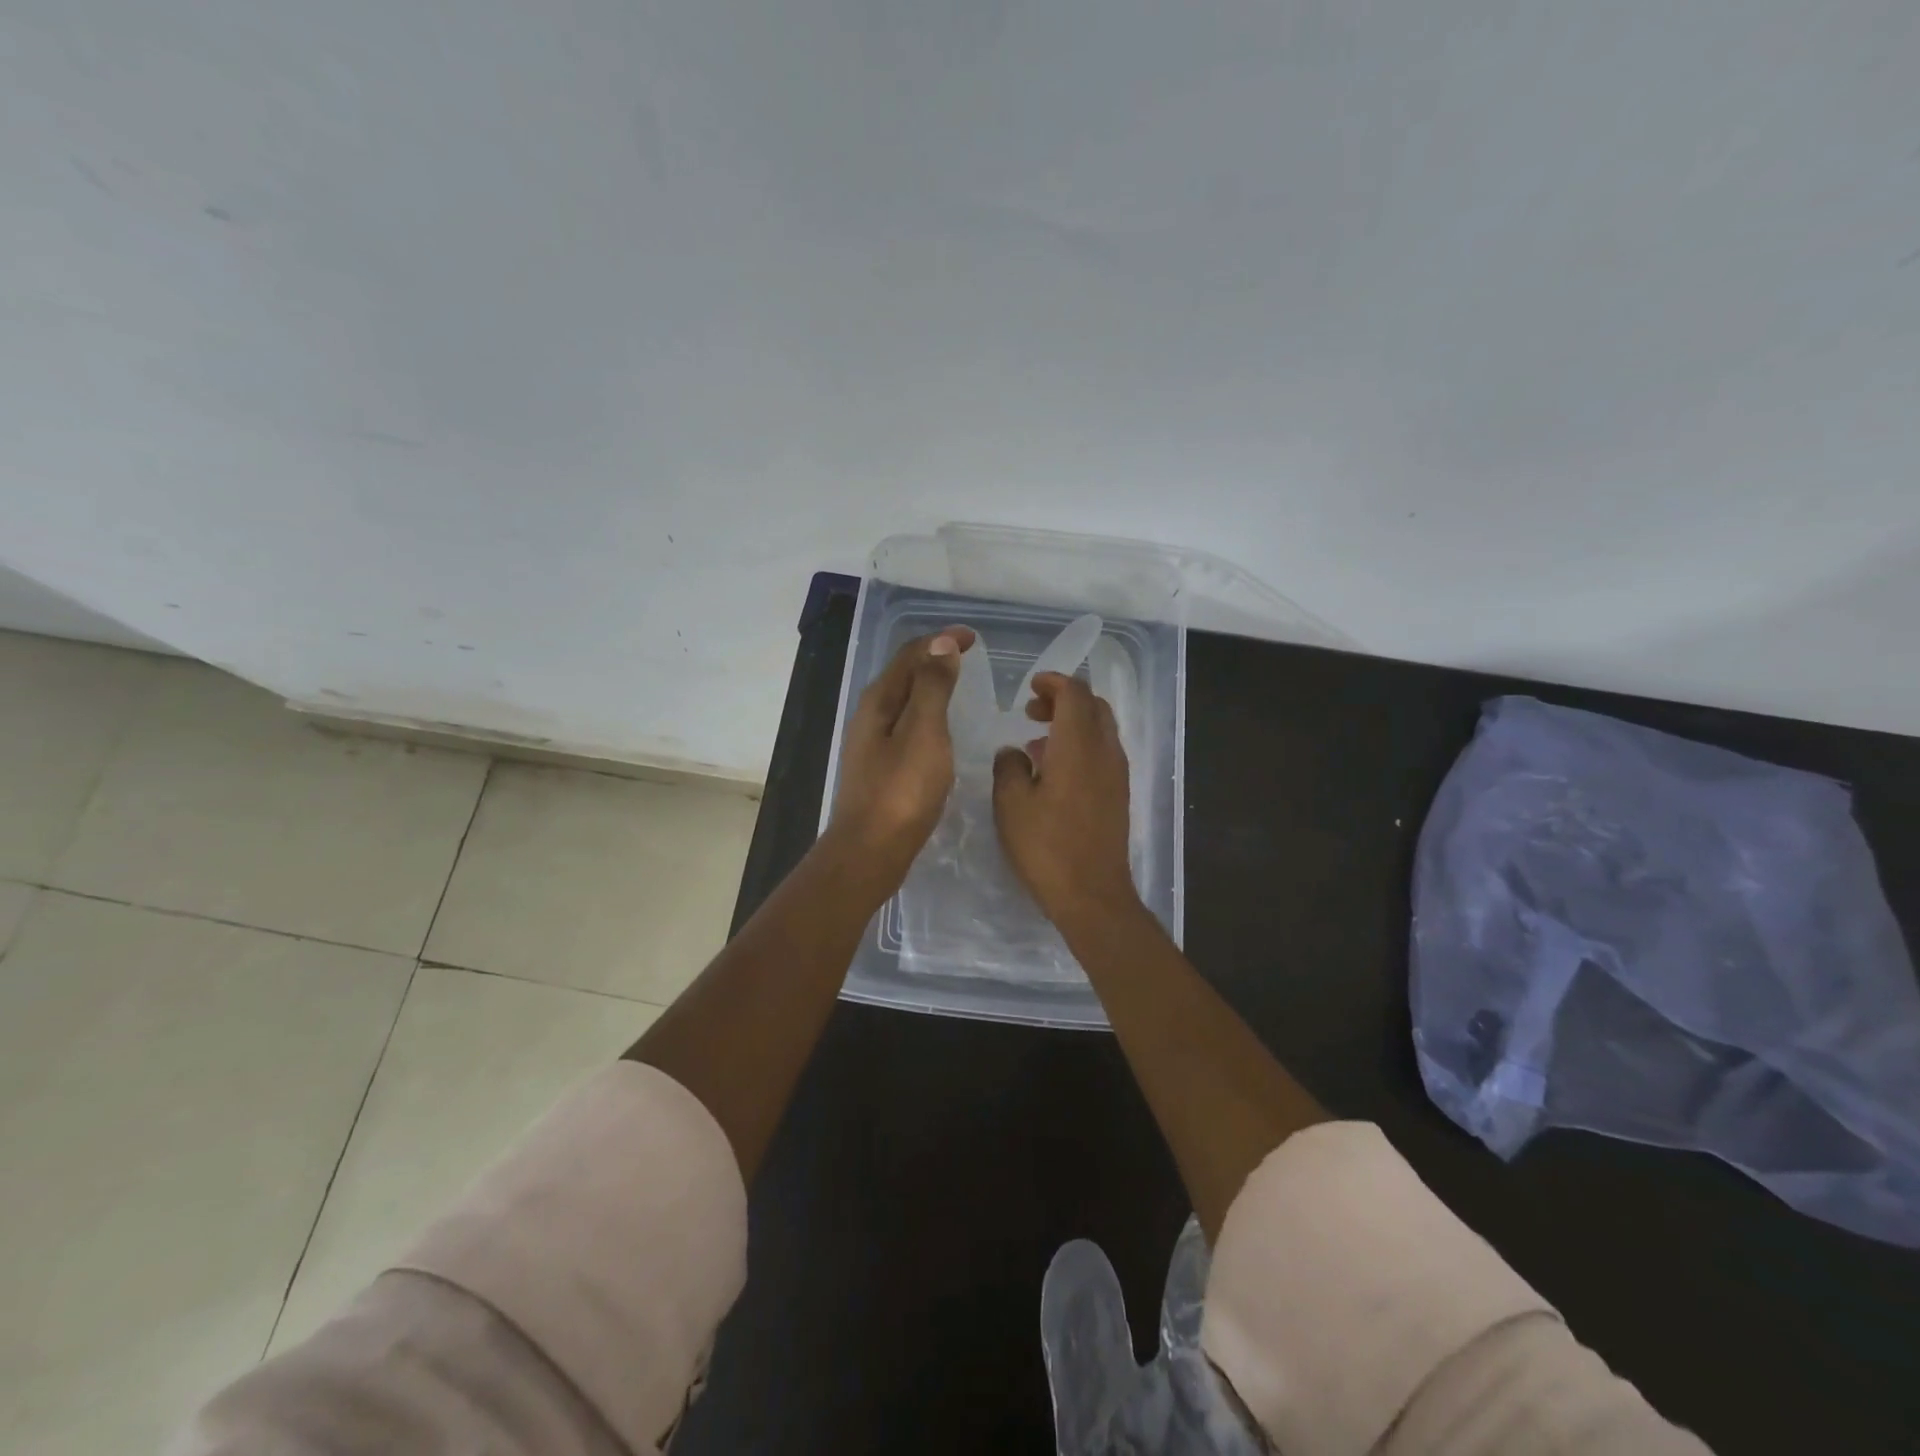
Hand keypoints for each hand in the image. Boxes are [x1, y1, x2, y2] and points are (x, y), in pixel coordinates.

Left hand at [826, 627, 975, 895]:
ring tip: (959, 686)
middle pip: (903, 674)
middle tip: (968, 657)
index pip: (910, 655)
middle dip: (934, 658)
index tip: (973, 638)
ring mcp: (872, 743)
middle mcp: (870, 715)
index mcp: (879, 700)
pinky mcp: (880, 767)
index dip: (941, 641)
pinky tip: (941, 730)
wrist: (871, 851)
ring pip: (904, 701)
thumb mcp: (924, 732)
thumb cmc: (902, 791)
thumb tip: (941, 644)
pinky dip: (927, 714)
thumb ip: (932, 687)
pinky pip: (906, 725)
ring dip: (930, 686)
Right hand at [991, 672, 1138, 927]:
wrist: (1092, 894)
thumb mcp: (1011, 804)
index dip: (1054, 683)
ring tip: (1038, 740)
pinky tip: (1055, 770)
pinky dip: (1082, 745)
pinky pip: (1103, 752)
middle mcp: (1105, 752)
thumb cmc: (1046, 847)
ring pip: (1102, 729)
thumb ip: (1009, 767)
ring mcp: (1117, 774)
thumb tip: (1013, 751)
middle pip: (1094, 706)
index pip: (1075, 694)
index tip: (1031, 687)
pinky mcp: (1119, 794)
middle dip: (1065, 699)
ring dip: (1074, 723)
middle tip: (1033, 711)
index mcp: (1078, 746)